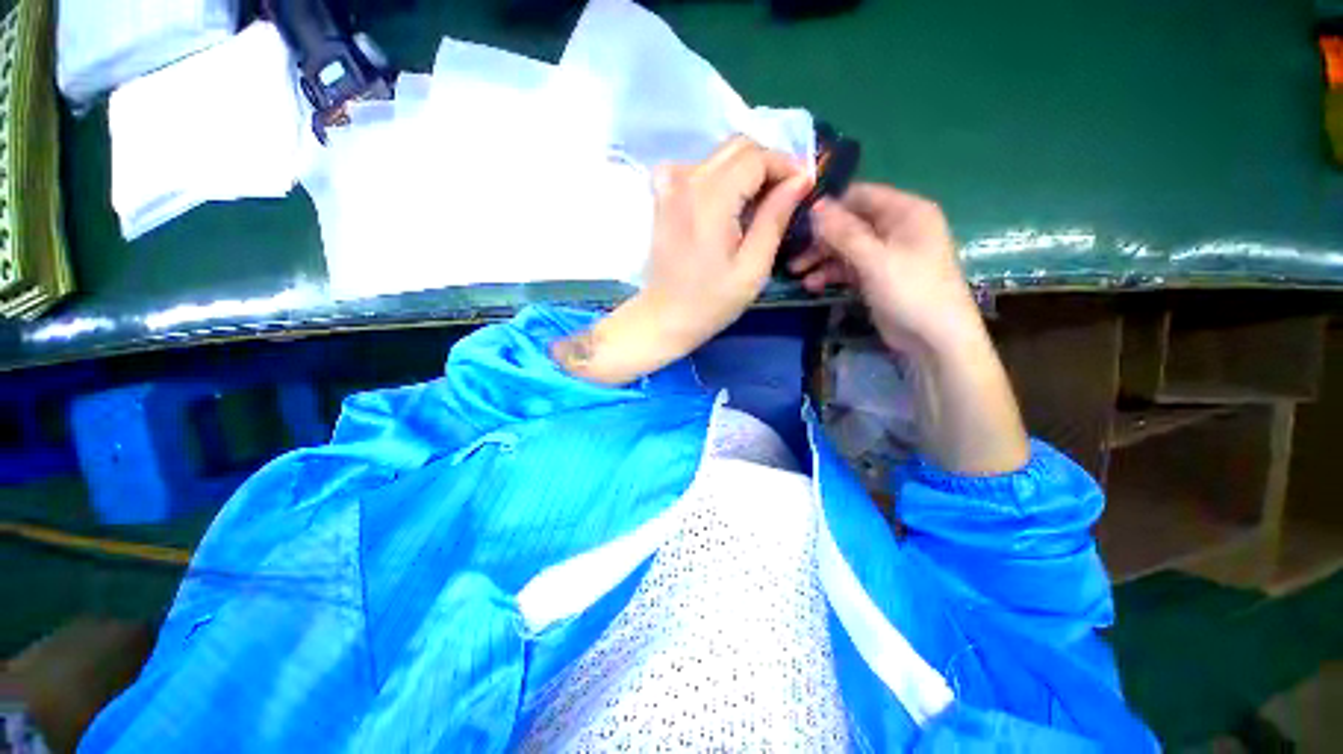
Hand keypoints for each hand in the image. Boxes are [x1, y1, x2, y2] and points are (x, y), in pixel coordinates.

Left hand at [553, 137, 811, 384]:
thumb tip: (801, 179)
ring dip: (745, 170)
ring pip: (719, 155)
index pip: (757, 157)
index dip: (786, 165)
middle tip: (784, 196)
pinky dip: (719, 176)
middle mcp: (687, 181)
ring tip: (758, 204)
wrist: (665, 317)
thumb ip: (775, 217)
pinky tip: (725, 203)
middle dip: (768, 164)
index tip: (804, 187)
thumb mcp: (753, 267)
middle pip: (738, 146)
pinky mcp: (663, 197)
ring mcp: (670, 186)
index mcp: (711, 200)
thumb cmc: (711, 302)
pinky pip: (697, 168)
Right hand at [789, 183, 982, 358]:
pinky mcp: (876, 276)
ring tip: (796, 273)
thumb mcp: (875, 260)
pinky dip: (831, 274)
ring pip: (846, 247)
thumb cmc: (911, 290)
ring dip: (821, 259)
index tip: (797, 220)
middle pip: (849, 224)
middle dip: (820, 239)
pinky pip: (849, 267)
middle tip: (792, 252)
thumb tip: (815, 206)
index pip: (860, 196)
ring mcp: (886, 253)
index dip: (829, 206)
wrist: (934, 338)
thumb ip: (844, 233)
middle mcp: (896, 227)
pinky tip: (812, 285)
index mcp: (906, 212)